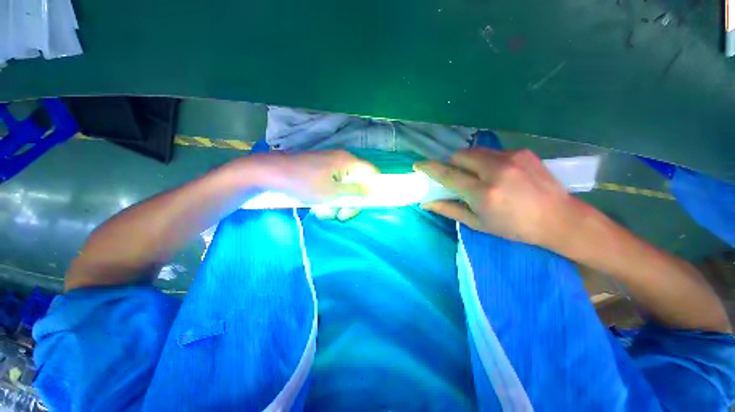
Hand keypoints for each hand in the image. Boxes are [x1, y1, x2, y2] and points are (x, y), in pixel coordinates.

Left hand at [231, 150, 378, 203]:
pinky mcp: (321, 173)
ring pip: (344, 190)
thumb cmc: (303, 183)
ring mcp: (331, 168)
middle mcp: (342, 162)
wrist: (271, 174)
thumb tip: (370, 191)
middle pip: (357, 185)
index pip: (371, 173)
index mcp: (348, 162)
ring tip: (322, 211)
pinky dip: (328, 199)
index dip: (373, 188)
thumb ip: (355, 192)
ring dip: (336, 204)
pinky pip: (332, 188)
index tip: (365, 203)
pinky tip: (317, 207)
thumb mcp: (332, 193)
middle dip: (349, 203)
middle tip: (340, 215)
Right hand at [414, 148, 577, 246]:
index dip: (429, 168)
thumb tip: (425, 203)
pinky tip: (496, 173)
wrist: (560, 219)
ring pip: (475, 150)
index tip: (417, 165)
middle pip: (459, 155)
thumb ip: (449, 209)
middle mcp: (495, 170)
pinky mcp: (522, 151)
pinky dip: (485, 160)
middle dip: (451, 164)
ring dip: (467, 161)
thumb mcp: (478, 223)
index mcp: (483, 192)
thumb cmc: (515, 227)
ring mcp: (511, 157)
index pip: (447, 174)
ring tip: (476, 175)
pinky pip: (492, 151)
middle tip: (455, 176)